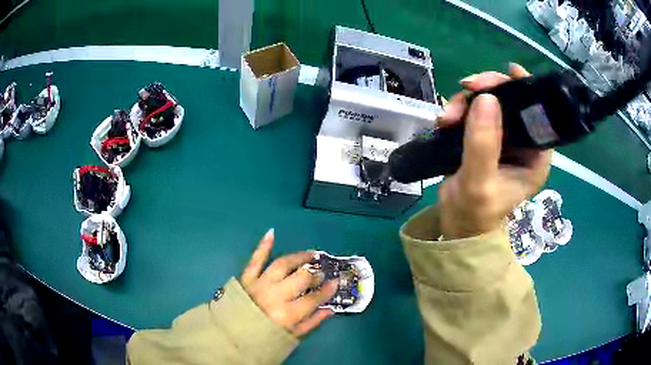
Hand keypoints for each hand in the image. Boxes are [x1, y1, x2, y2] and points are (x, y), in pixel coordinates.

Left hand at [240, 229, 337, 336]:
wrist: (231, 336)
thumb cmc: (264, 338)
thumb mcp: (291, 336)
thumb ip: (312, 322)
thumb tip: (330, 309)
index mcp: (287, 314)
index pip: (314, 298)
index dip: (327, 290)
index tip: (335, 282)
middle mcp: (275, 295)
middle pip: (301, 278)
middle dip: (314, 274)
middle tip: (320, 272)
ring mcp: (260, 284)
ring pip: (283, 264)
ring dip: (298, 257)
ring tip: (310, 254)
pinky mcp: (246, 278)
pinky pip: (255, 259)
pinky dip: (263, 246)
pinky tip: (271, 233)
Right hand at [437, 63, 552, 238]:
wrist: (456, 223)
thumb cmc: (475, 212)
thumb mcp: (480, 183)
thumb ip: (484, 144)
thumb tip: (486, 98)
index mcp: (535, 155)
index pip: (539, 114)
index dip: (527, 89)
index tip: (510, 71)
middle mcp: (522, 142)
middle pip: (511, 100)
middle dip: (488, 90)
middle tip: (466, 87)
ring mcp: (503, 137)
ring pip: (489, 102)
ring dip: (466, 101)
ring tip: (447, 117)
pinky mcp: (484, 136)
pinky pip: (473, 110)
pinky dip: (458, 110)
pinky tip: (445, 120)